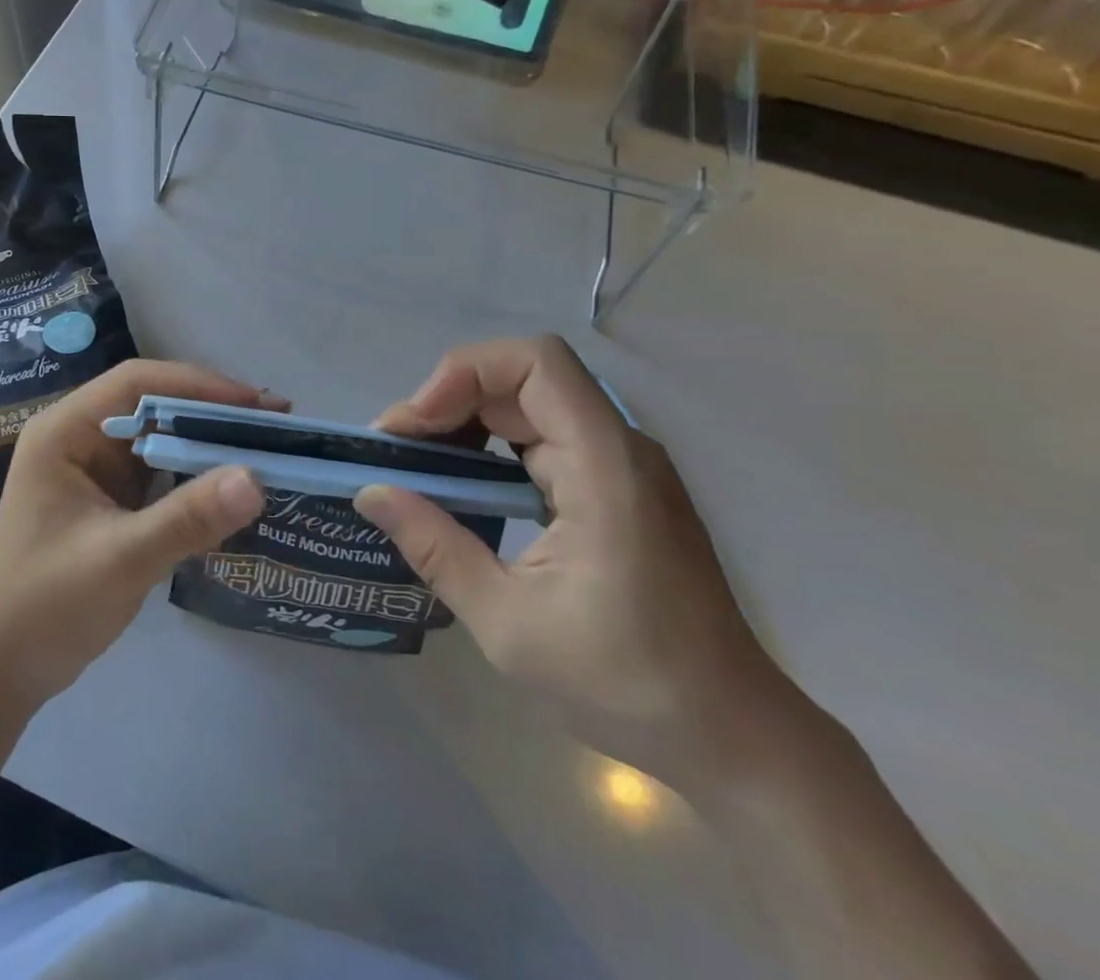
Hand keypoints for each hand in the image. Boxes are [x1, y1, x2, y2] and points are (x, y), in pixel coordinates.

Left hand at [0, 361, 276, 722]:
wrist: (2, 669)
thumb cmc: (46, 606)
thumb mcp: (120, 559)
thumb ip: (186, 519)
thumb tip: (256, 479)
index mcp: (64, 431)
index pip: (137, 382)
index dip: (198, 385)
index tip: (254, 403)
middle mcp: (78, 437)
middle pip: (152, 403)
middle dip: (211, 411)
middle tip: (275, 423)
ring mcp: (93, 467)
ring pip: (159, 435)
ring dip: (207, 440)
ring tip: (266, 446)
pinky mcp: (108, 497)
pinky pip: (158, 470)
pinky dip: (194, 472)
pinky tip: (232, 482)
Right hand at [357, 336, 798, 787]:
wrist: (730, 737)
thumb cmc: (624, 682)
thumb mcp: (507, 621)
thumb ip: (433, 546)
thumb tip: (370, 492)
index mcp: (604, 467)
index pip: (535, 363)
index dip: (465, 373)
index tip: (417, 426)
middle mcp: (617, 448)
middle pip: (523, 377)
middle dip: (449, 399)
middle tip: (398, 449)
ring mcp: (619, 466)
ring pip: (529, 403)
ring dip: (466, 419)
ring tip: (419, 465)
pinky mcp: (614, 487)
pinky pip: (543, 436)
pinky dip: (491, 444)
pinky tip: (463, 485)